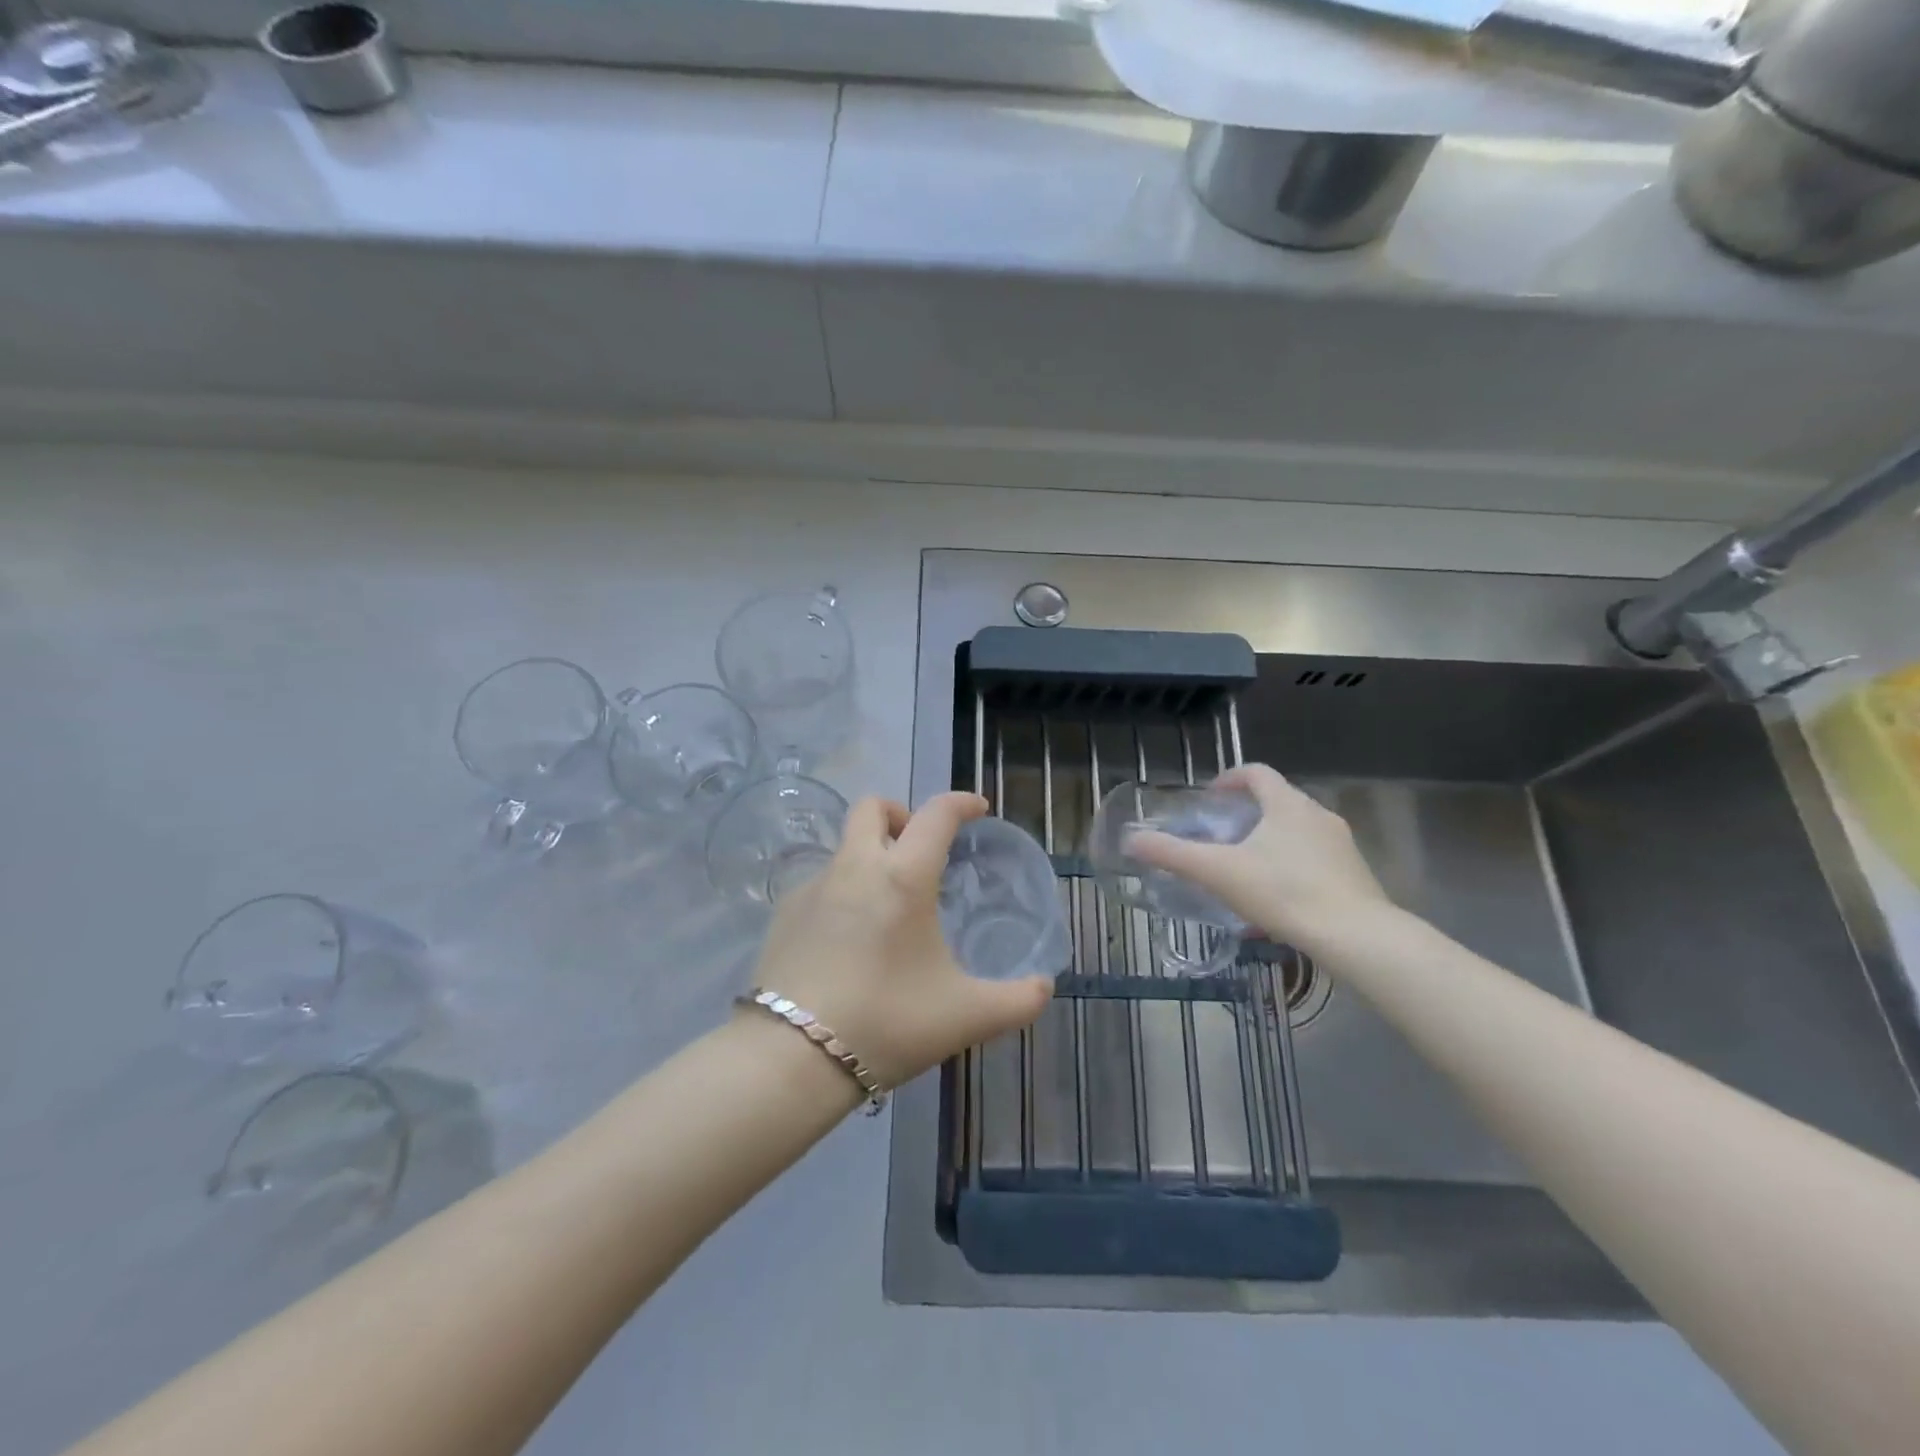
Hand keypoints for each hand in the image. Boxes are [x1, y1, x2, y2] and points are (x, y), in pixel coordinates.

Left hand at [746, 792, 1054, 1089]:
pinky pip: (821, 883)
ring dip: (871, 856)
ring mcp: (813, 887)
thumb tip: (1044, 988)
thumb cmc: (888, 1023)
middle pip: (873, 807)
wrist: (792, 1058)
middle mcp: (855, 867)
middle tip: (920, 851)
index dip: (961, 803)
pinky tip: (850, 938)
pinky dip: (843, 891)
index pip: (937, 814)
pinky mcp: (784, 913)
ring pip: (845, 846)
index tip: (977, 810)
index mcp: (903, 877)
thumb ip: (1017, 1001)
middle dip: (901, 815)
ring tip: (888, 907)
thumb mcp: (967, 1017)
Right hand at [1126, 763, 1391, 951]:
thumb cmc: (1284, 892)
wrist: (1357, 937)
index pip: (1256, 773)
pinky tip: (1277, 901)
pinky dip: (1292, 867)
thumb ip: (1173, 854)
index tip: (1210, 796)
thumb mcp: (1218, 872)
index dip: (1230, 778)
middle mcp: (1318, 815)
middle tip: (1221, 836)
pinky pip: (1315, 860)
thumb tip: (1131, 839)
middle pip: (1278, 801)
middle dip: (1248, 814)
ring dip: (1271, 842)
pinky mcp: (1355, 875)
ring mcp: (1341, 845)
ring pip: (1297, 832)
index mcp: (1287, 804)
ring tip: (1246, 870)